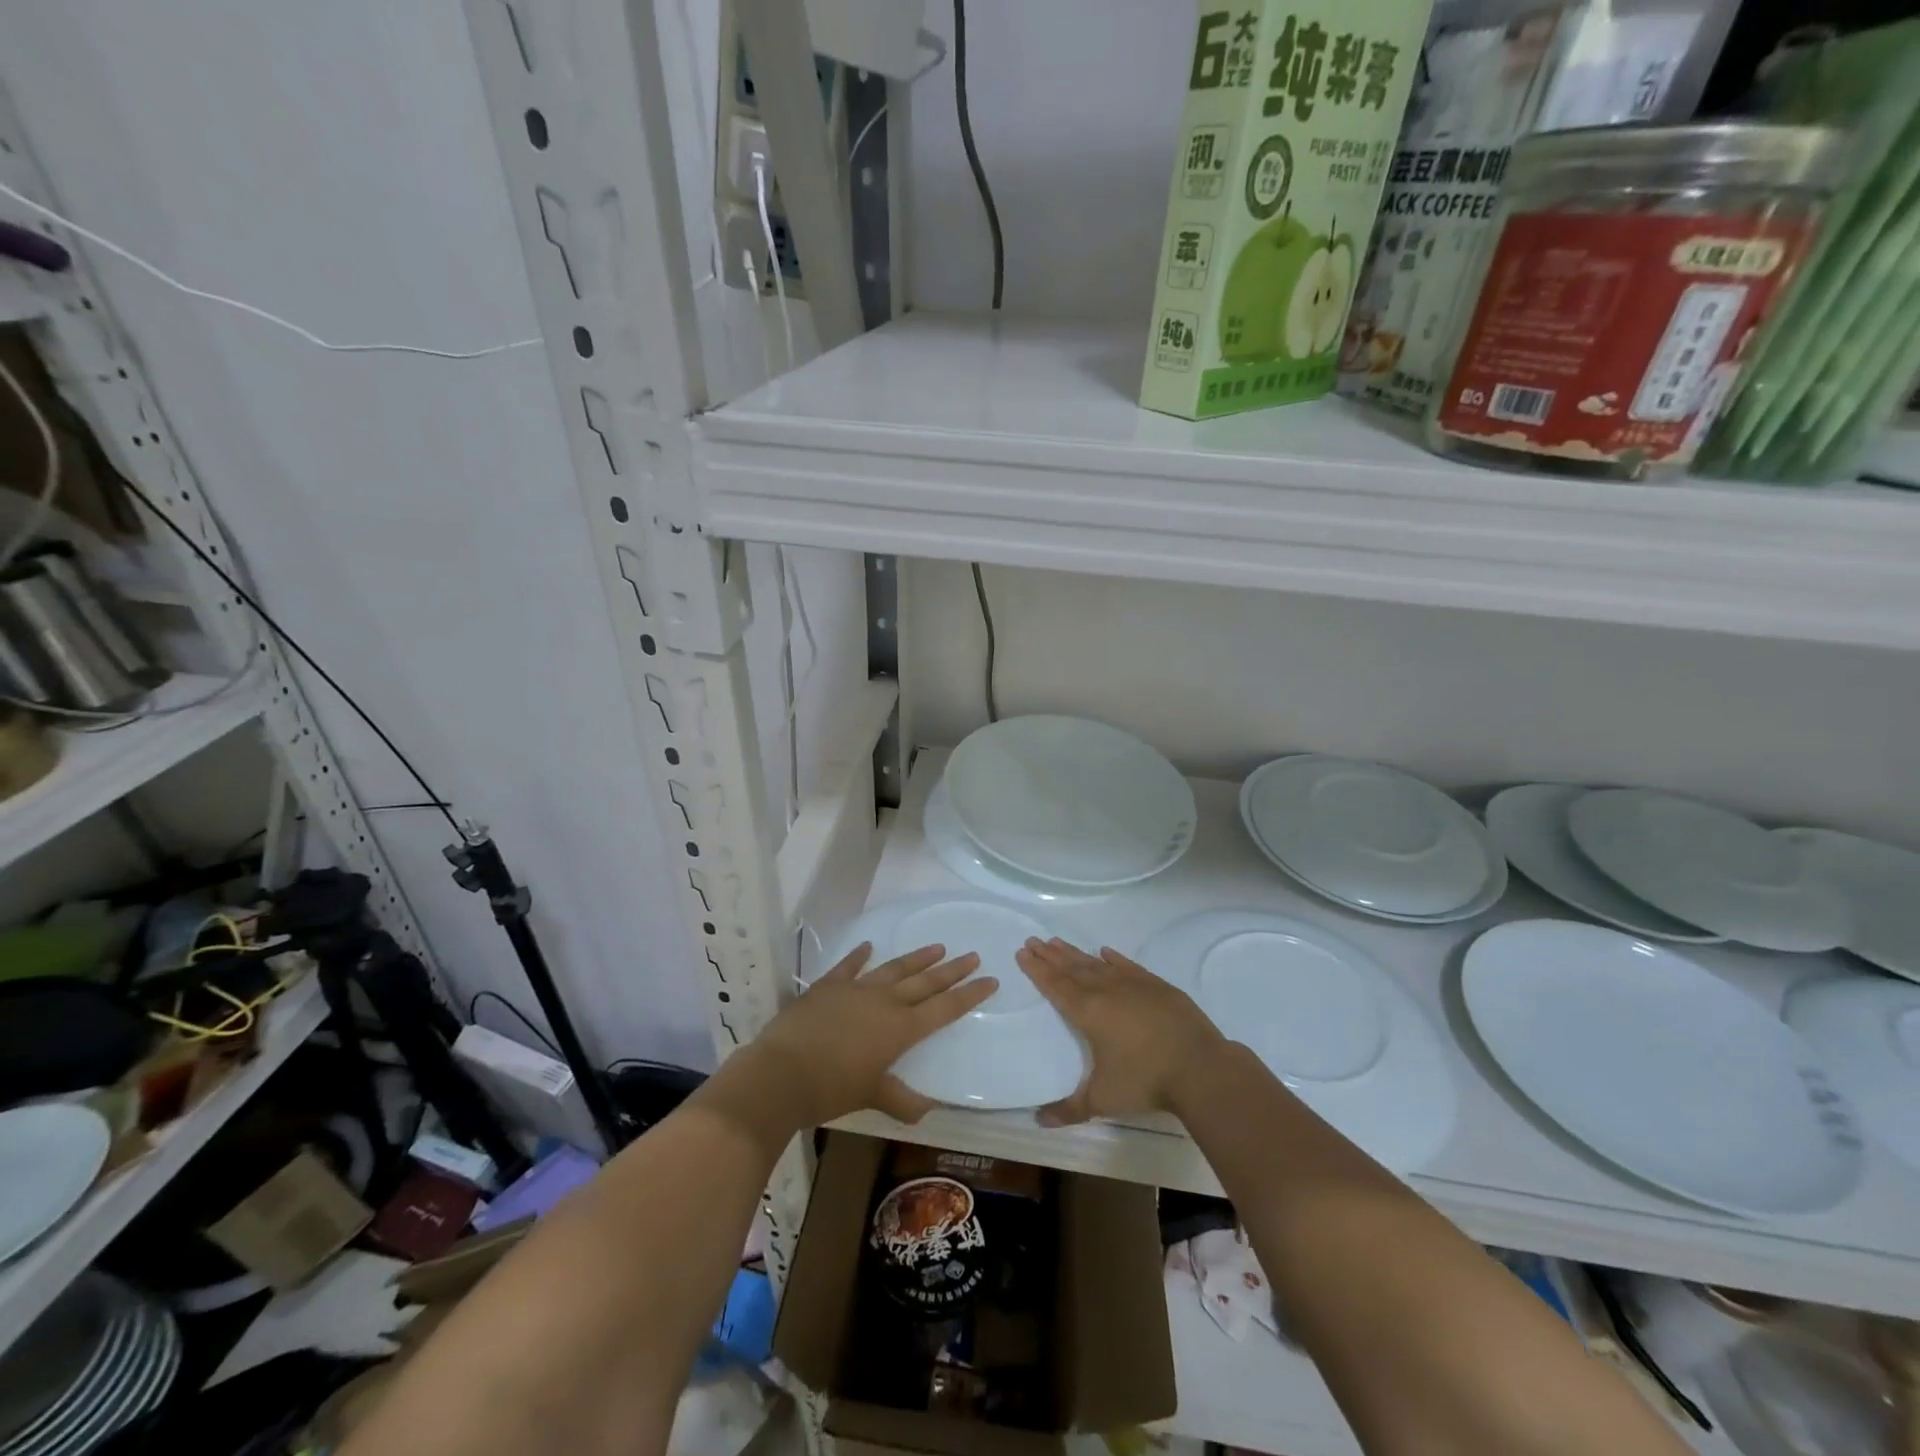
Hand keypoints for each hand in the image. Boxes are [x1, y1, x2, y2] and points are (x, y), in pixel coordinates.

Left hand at [745, 942, 994, 1128]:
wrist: (781, 1073)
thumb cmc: (831, 1089)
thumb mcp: (871, 1097)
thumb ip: (901, 1100)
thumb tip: (927, 1110)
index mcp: (900, 1029)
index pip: (944, 1009)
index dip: (969, 995)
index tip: (990, 979)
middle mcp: (884, 1002)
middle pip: (925, 982)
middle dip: (951, 970)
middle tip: (972, 955)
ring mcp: (855, 989)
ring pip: (894, 969)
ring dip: (916, 958)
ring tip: (937, 947)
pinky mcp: (828, 986)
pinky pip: (849, 966)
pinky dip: (860, 955)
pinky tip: (869, 945)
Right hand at [1015, 938, 1223, 1125]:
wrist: (1199, 1067)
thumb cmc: (1145, 1080)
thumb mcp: (1102, 1100)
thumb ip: (1069, 1109)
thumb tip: (1040, 1121)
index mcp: (1087, 1012)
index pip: (1055, 986)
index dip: (1037, 970)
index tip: (1022, 953)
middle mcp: (1105, 990)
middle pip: (1071, 968)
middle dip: (1050, 955)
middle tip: (1033, 940)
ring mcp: (1133, 984)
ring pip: (1096, 963)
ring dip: (1075, 953)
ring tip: (1057, 941)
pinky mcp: (1156, 985)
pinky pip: (1127, 966)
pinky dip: (1113, 958)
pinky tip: (1105, 951)